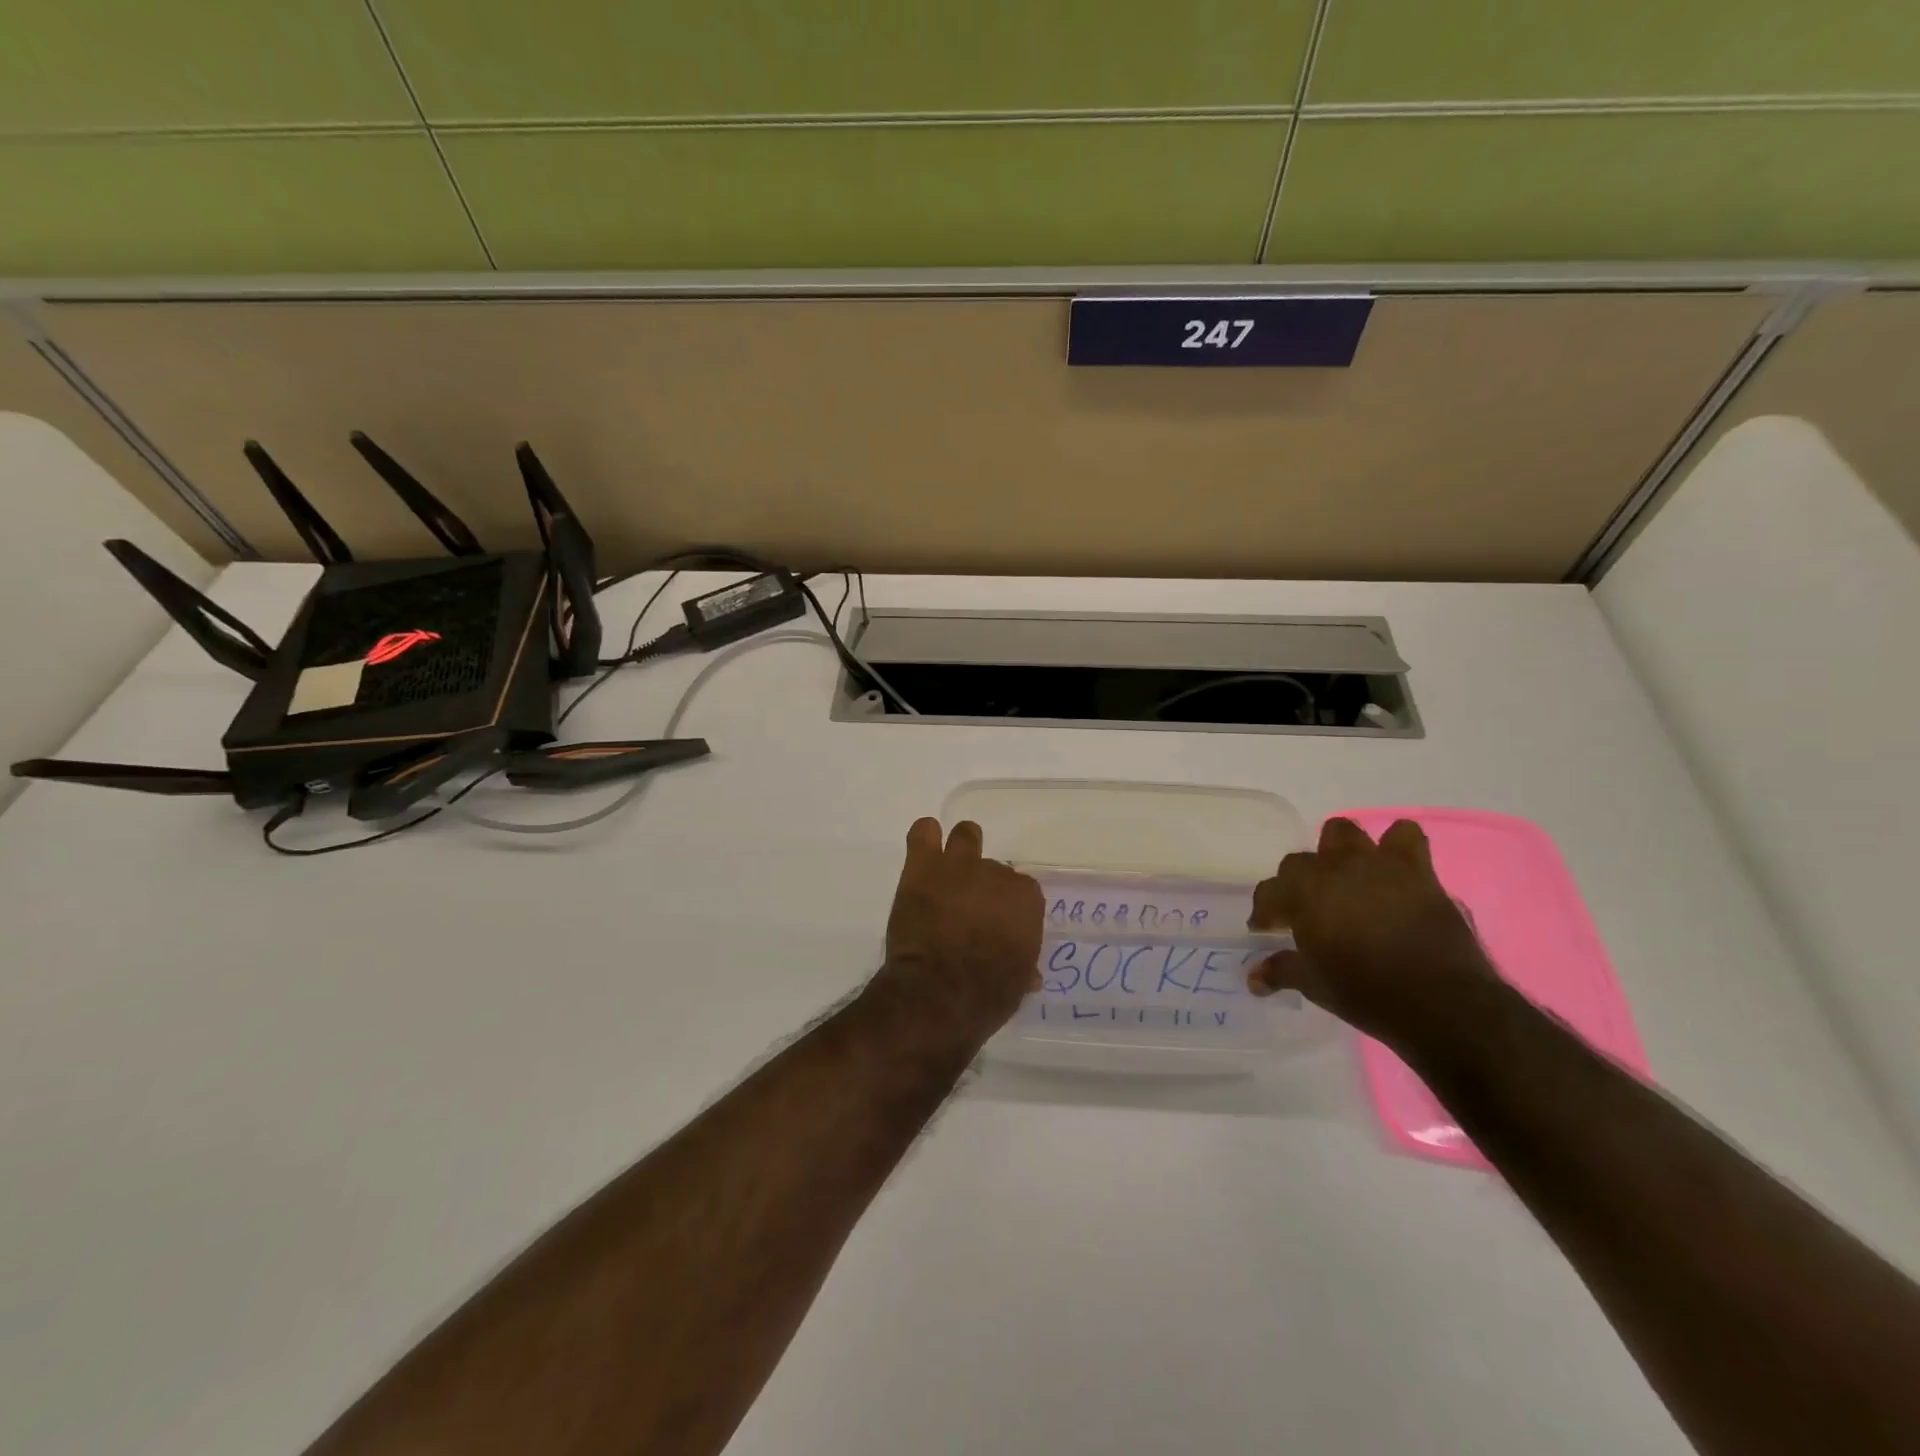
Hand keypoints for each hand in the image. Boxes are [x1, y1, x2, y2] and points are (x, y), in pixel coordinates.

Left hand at [869, 817, 1045, 1050]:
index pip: (1022, 892)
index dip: (1008, 908)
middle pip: (993, 869)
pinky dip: (925, 837)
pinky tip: (924, 849)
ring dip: (961, 848)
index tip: (997, 925)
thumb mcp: (1017, 984)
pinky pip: (923, 833)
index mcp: (1025, 899)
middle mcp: (996, 874)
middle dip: (982, 887)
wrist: (938, 993)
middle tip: (968, 910)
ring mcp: (958, 866)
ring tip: (951, 869)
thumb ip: (1023, 965)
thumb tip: (1028, 972)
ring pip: (965, 836)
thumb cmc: (987, 994)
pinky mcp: (923, 868)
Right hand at [1246, 817, 1499, 1046]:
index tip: (1266, 930)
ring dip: (1338, 851)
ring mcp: (1375, 865)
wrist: (1441, 1002)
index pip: (1269, 892)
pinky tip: (1393, 868)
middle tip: (1306, 911)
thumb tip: (1253, 977)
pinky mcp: (1416, 870)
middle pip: (1299, 861)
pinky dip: (1396, 846)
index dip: (1264, 912)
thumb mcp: (1314, 985)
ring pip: (1343, 832)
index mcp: (1302, 894)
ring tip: (1344, 877)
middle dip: (1296, 883)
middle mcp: (1333, 869)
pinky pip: (1405, 836)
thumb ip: (1280, 971)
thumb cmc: (1367, 993)